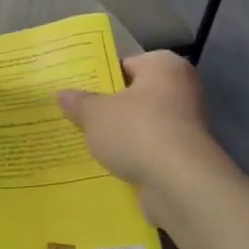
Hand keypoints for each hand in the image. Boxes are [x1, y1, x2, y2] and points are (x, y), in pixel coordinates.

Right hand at [57, 52, 226, 225]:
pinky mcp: (185, 158)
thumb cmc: (137, 131)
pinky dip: (133, 157)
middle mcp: (181, 90)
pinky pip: (150, 151)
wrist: (180, 184)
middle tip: (76, 115)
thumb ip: (79, 102)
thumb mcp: (95, 113)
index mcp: (164, 66)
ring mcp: (186, 126)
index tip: (77, 91)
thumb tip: (62, 95)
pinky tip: (107, 166)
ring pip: (142, 125)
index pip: (126, 64)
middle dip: (109, 108)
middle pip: (135, 96)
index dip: (100, 77)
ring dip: (120, 136)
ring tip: (86, 143)